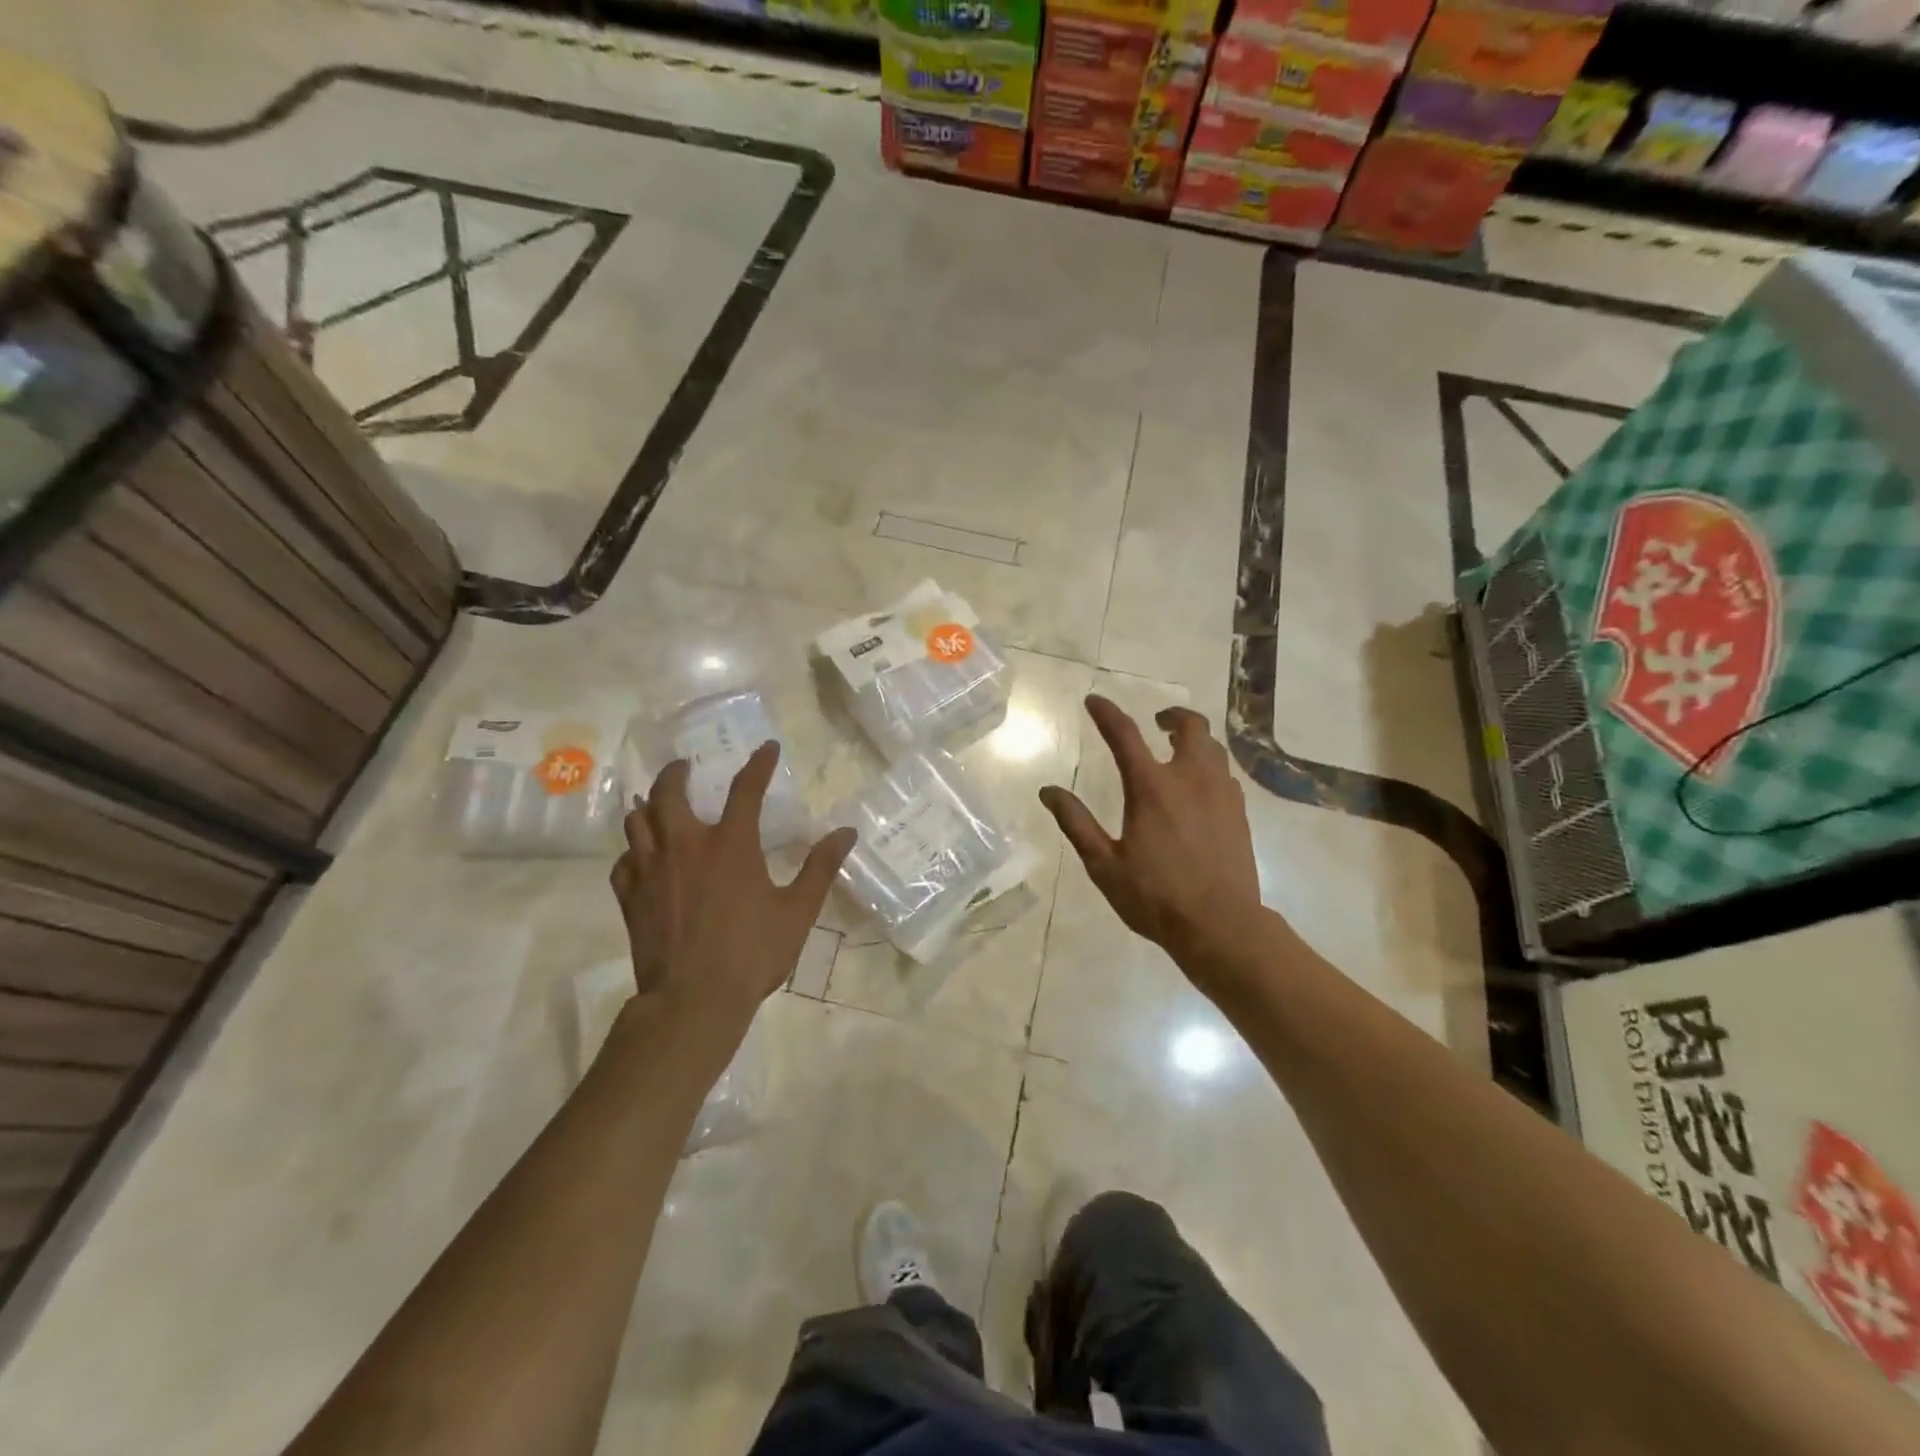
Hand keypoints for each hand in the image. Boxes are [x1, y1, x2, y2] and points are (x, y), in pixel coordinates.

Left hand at [610, 742, 854, 1041]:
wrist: (693, 1000)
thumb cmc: (752, 953)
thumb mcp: (797, 911)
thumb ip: (820, 867)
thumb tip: (846, 832)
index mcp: (730, 844)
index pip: (745, 789)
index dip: (758, 764)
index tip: (766, 747)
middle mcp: (685, 846)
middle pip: (668, 793)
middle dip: (676, 773)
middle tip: (684, 767)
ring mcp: (651, 870)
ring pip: (637, 821)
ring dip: (648, 806)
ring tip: (656, 804)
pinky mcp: (630, 898)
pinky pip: (623, 862)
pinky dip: (632, 852)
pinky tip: (640, 857)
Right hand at [1040, 695, 1264, 978]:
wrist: (1221, 926)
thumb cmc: (1155, 897)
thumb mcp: (1104, 864)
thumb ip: (1077, 823)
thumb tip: (1048, 792)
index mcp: (1152, 788)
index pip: (1125, 735)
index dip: (1107, 713)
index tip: (1094, 701)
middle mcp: (1190, 780)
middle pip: (1190, 727)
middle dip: (1172, 716)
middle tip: (1156, 723)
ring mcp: (1221, 794)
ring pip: (1213, 748)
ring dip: (1194, 740)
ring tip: (1177, 751)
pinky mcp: (1239, 813)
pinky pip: (1225, 774)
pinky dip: (1209, 766)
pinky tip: (1199, 787)